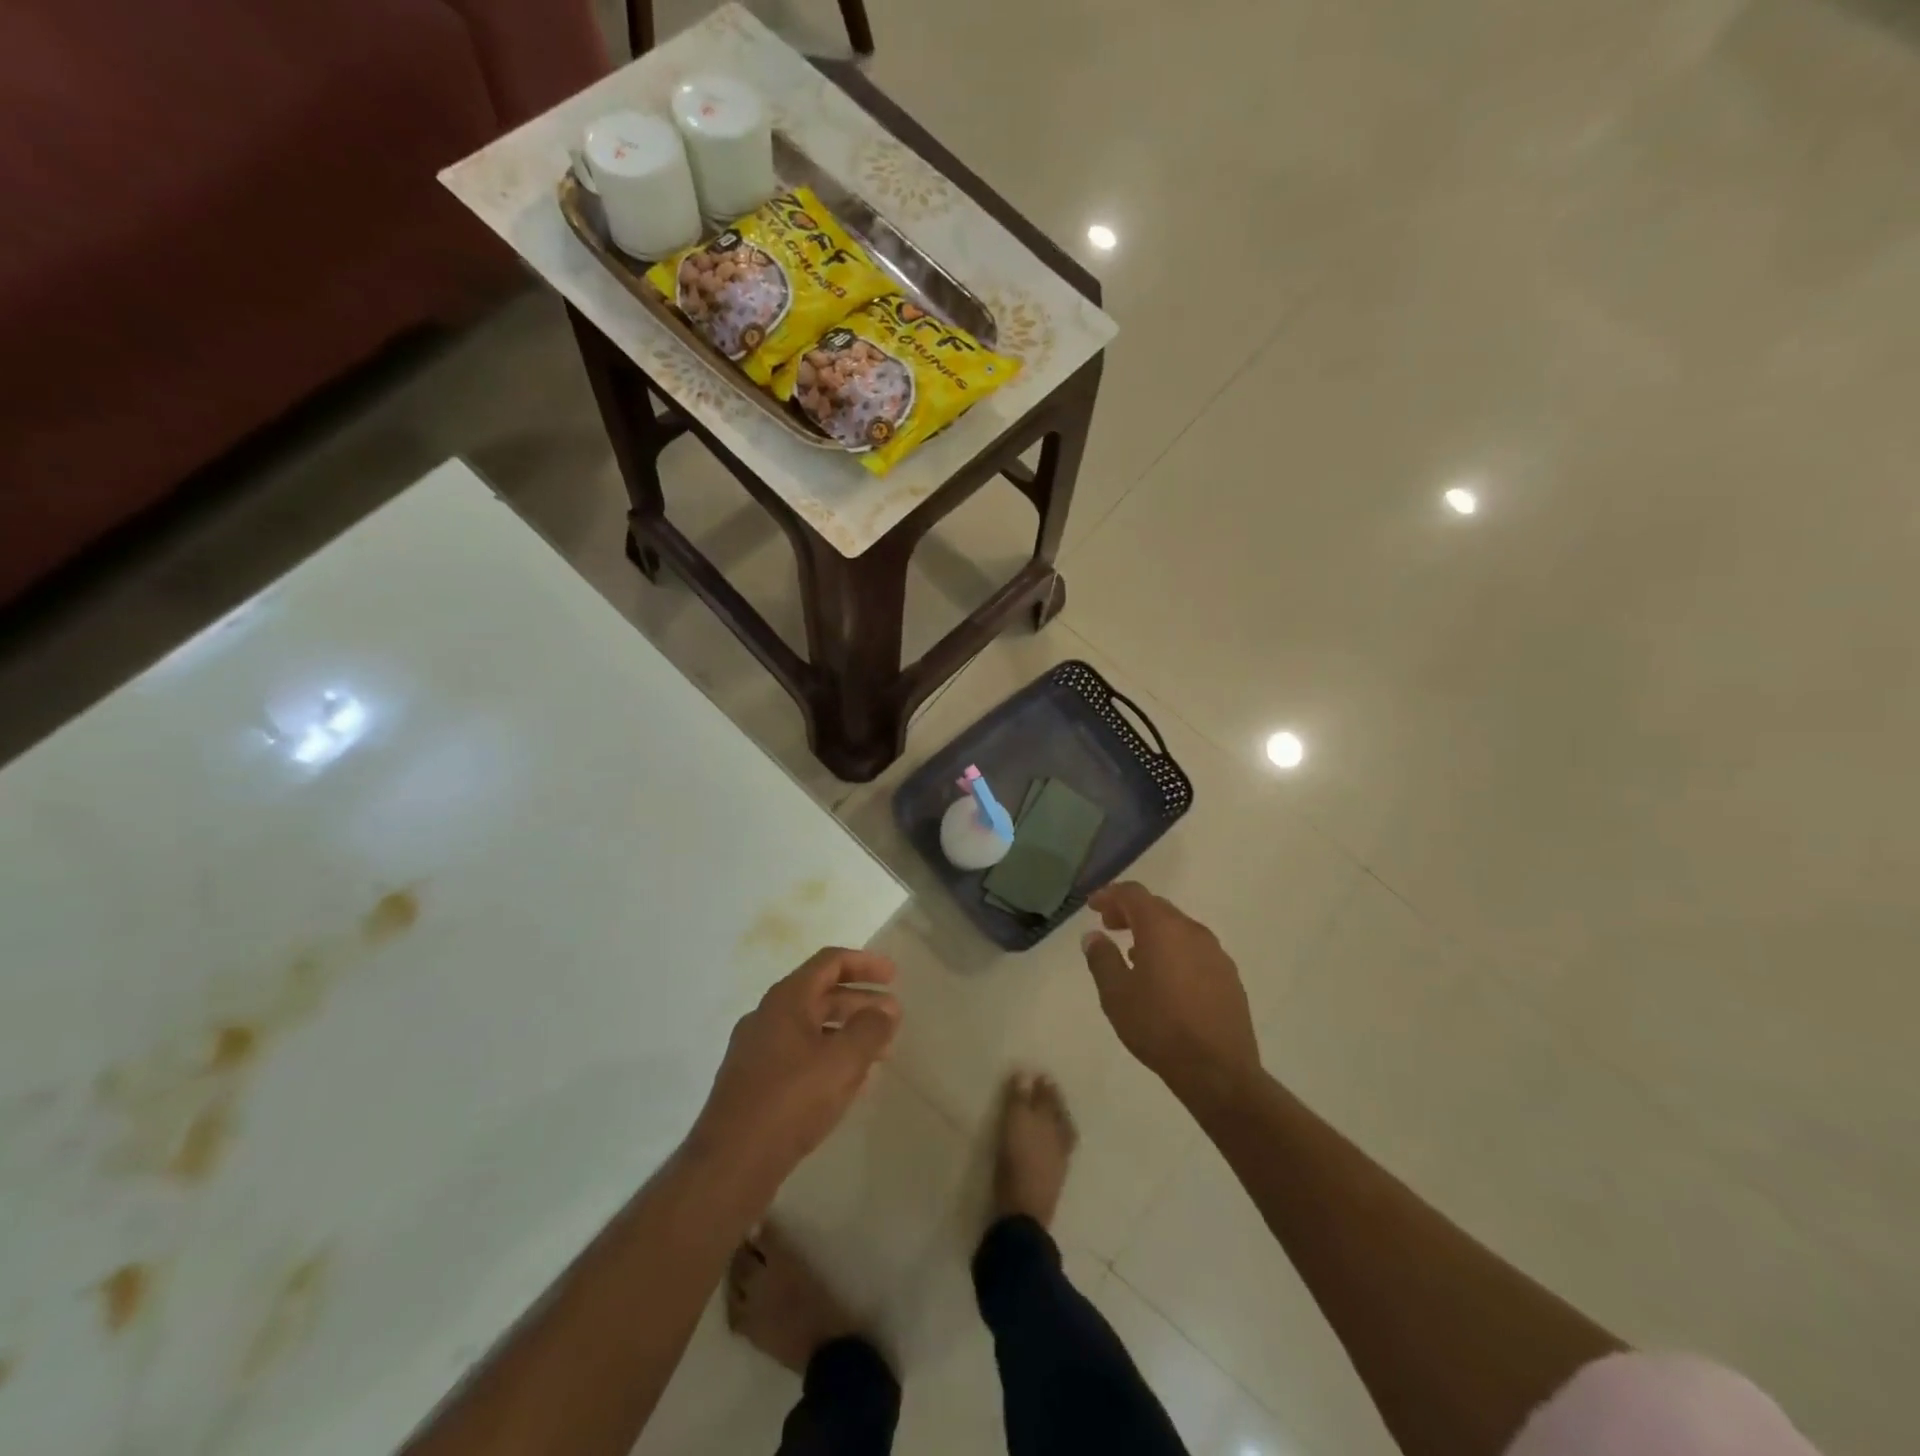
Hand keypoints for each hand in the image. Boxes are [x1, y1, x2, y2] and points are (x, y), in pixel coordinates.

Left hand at [690, 948, 899, 1188]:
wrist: (730, 1165)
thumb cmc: (790, 1102)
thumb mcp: (842, 1062)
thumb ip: (871, 1029)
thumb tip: (886, 1010)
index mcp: (786, 1000)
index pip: (830, 962)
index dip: (865, 964)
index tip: (894, 977)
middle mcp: (767, 1016)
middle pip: (821, 994)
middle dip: (860, 1001)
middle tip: (893, 1017)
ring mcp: (757, 1050)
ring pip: (811, 1027)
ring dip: (847, 1031)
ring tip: (879, 1052)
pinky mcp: (754, 1082)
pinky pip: (800, 1055)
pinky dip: (829, 1056)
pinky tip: (850, 1082)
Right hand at [1081, 882, 1261, 1111]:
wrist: (1218, 1070)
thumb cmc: (1158, 1026)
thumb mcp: (1116, 994)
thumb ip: (1101, 959)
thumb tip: (1093, 936)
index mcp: (1162, 928)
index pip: (1133, 894)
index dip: (1110, 895)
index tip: (1092, 906)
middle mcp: (1192, 930)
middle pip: (1157, 907)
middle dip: (1130, 911)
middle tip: (1109, 925)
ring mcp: (1215, 953)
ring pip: (1178, 928)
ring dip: (1153, 932)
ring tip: (1133, 953)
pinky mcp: (1228, 976)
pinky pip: (1194, 949)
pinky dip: (1173, 950)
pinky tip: (1164, 977)